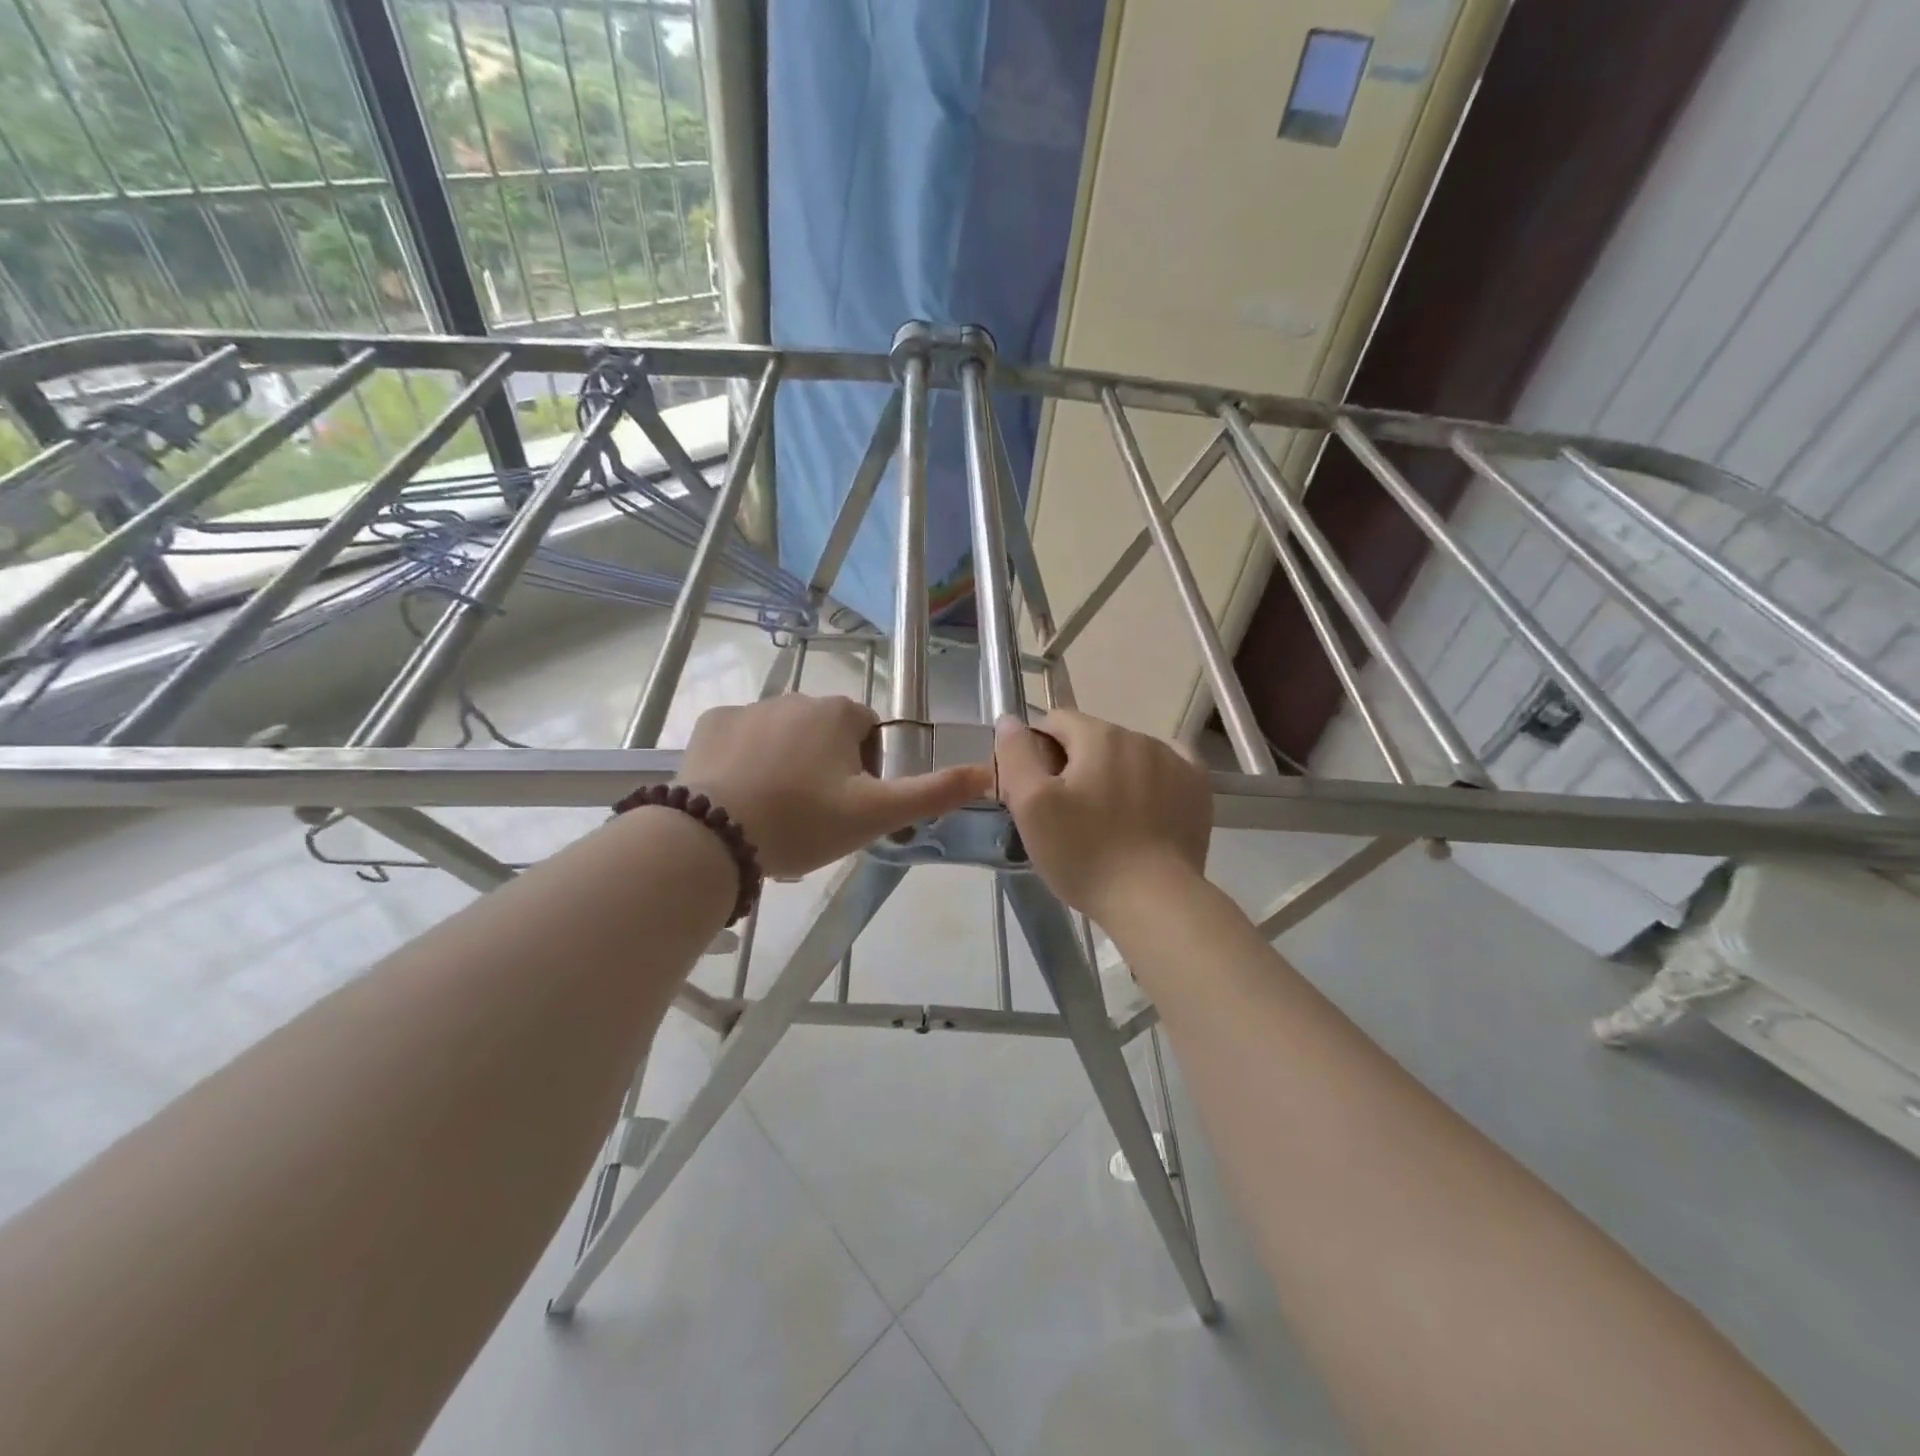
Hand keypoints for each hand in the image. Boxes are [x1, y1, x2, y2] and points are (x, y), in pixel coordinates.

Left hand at [679, 694, 990, 877]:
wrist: (714, 836)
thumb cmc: (804, 821)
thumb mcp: (876, 814)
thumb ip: (933, 792)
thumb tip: (987, 771)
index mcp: (837, 713)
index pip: (868, 731)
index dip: (867, 770)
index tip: (851, 806)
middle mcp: (795, 698)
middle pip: (825, 733)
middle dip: (826, 767)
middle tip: (816, 816)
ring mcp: (748, 708)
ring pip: (782, 736)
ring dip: (787, 764)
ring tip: (776, 814)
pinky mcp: (710, 726)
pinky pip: (740, 741)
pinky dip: (745, 763)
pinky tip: (740, 799)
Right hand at [994, 709, 1210, 916]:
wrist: (1154, 900)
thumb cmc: (1084, 853)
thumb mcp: (1032, 806)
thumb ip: (1016, 755)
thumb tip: (1010, 721)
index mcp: (1098, 735)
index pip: (1054, 722)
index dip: (1036, 752)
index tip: (1034, 791)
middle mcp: (1139, 736)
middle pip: (1091, 739)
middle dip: (1073, 765)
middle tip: (1065, 815)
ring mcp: (1174, 760)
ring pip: (1126, 755)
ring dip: (1110, 774)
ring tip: (1105, 822)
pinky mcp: (1196, 787)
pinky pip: (1165, 768)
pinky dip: (1149, 781)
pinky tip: (1143, 809)